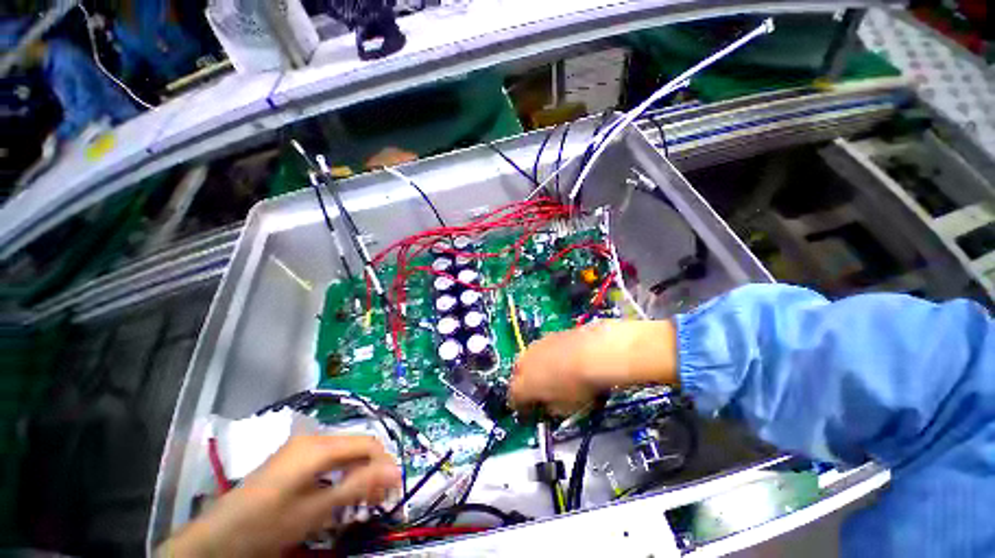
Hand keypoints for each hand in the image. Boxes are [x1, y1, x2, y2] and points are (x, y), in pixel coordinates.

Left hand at [161, 435, 401, 556]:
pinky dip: (341, 477)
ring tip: (364, 501)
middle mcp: (313, 439)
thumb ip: (357, 487)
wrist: (216, 537)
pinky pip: (329, 462)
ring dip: (358, 475)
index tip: (394, 488)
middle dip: (372, 471)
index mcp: (319, 445)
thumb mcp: (315, 510)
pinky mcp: (294, 460)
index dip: (385, 463)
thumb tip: (395, 472)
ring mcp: (302, 448)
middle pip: (356, 447)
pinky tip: (341, 497)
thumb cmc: (267, 524)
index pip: (367, 443)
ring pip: (344, 455)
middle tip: (381, 499)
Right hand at [509, 319, 678, 414]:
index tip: (530, 412)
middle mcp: (524, 362)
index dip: (521, 407)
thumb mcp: (564, 409)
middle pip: (518, 374)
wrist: (594, 352)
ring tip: (553, 376)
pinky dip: (548, 356)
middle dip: (525, 383)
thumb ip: (550, 408)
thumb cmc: (579, 387)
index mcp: (523, 385)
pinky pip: (543, 349)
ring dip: (536, 368)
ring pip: (530, 359)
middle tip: (539, 392)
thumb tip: (548, 405)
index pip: (513, 398)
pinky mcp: (550, 335)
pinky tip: (563, 361)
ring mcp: (536, 345)